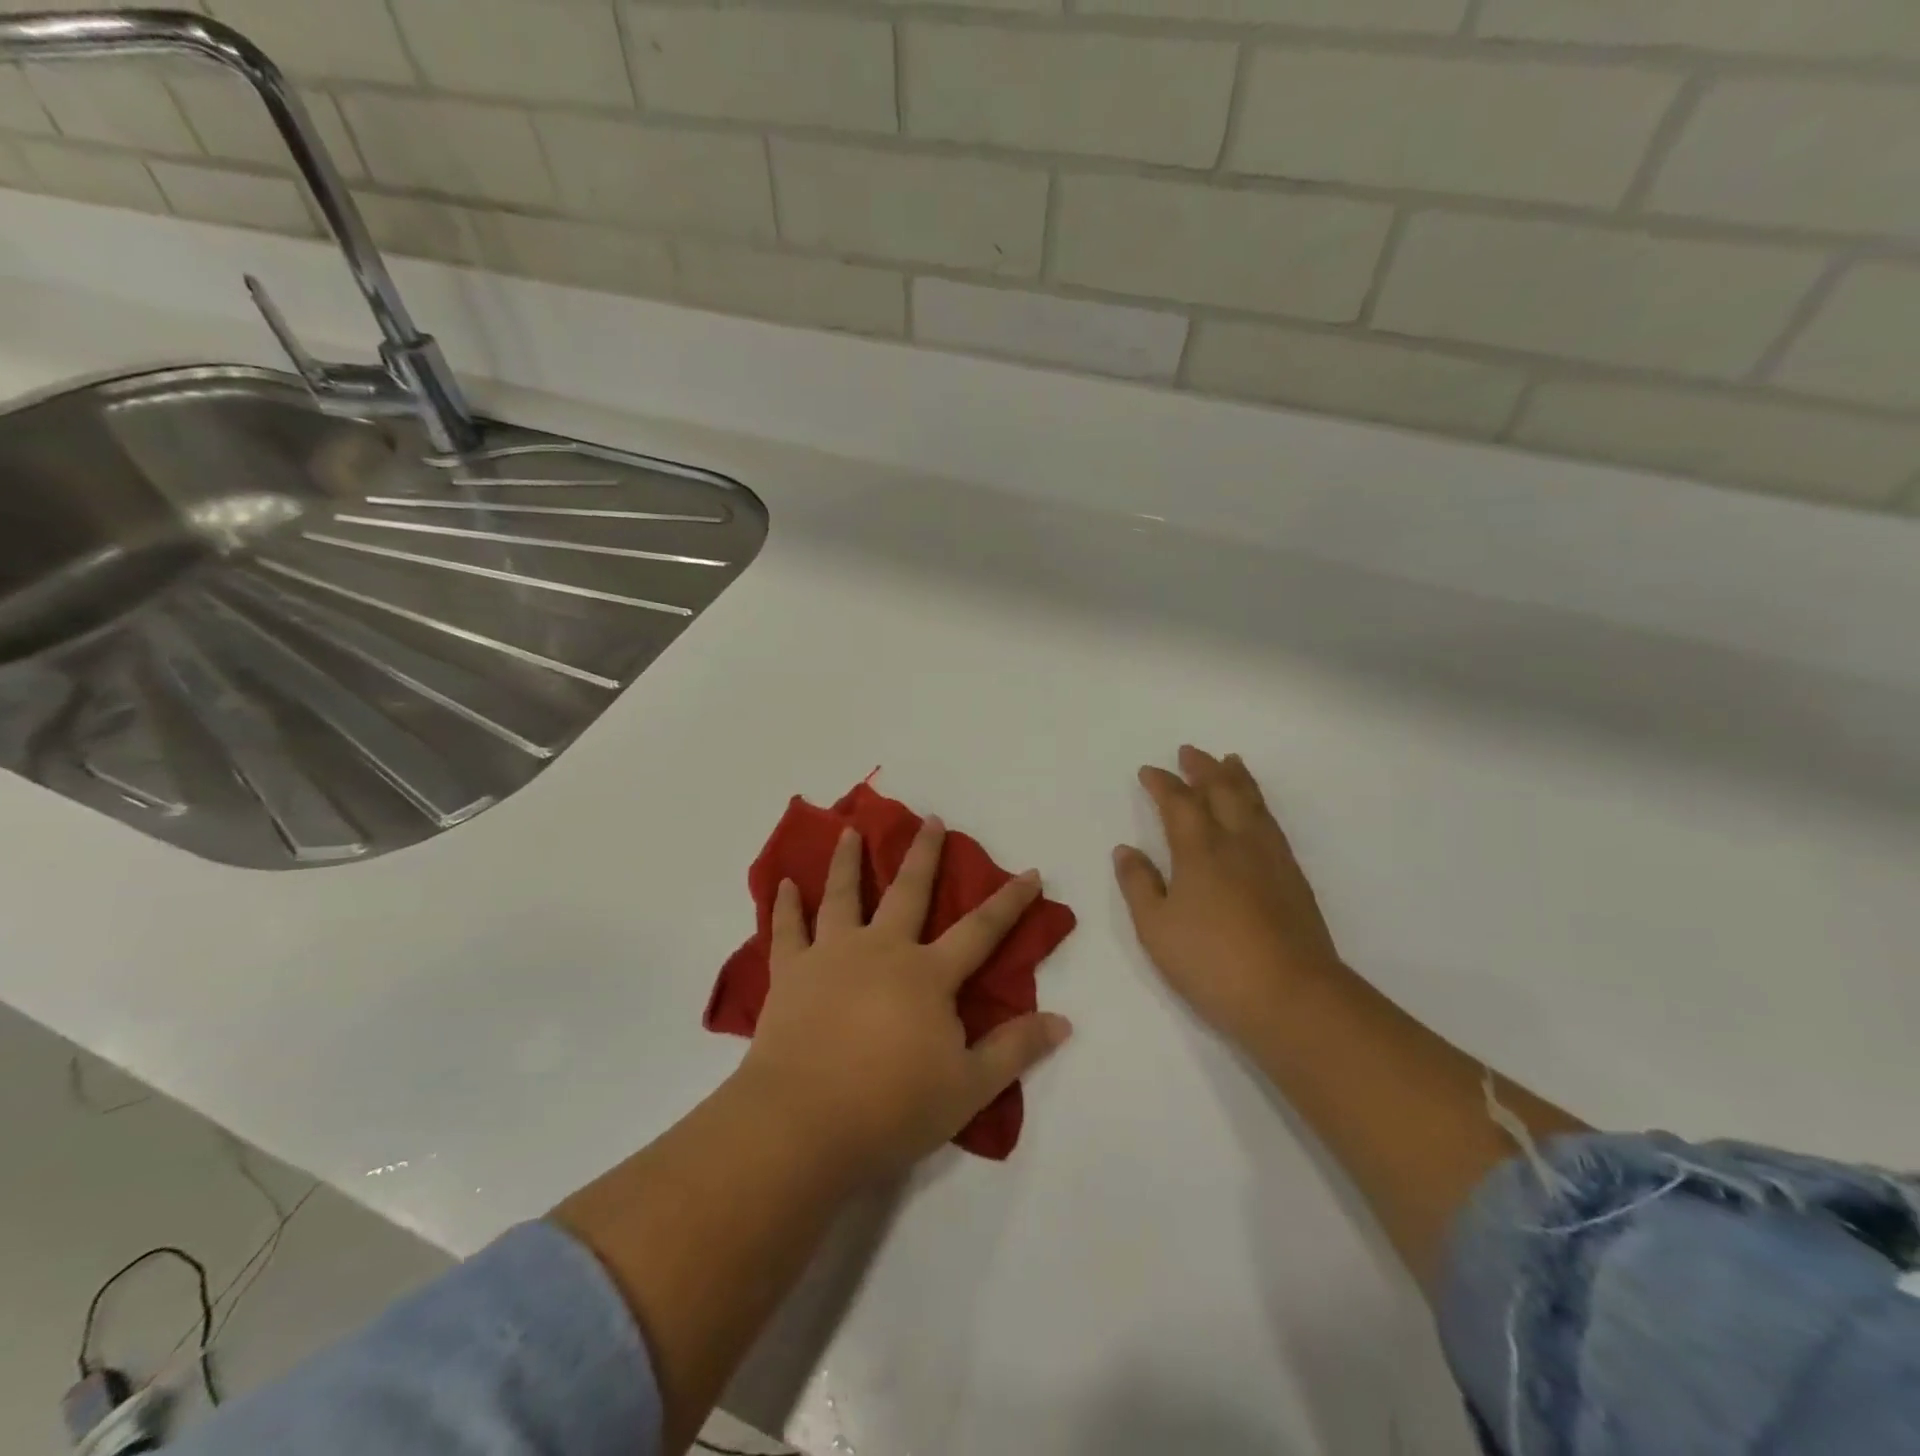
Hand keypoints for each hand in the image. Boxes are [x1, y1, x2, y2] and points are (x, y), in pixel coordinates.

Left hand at [736, 818, 1072, 1181]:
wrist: (803, 1123)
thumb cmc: (892, 1107)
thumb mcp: (968, 1087)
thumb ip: (1015, 1050)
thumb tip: (1063, 1020)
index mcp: (927, 974)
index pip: (980, 929)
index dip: (1010, 901)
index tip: (1030, 871)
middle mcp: (881, 950)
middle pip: (909, 892)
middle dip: (924, 854)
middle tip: (931, 819)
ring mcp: (832, 956)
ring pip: (843, 896)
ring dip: (849, 861)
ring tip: (851, 831)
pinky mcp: (790, 974)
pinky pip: (787, 930)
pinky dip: (784, 905)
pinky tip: (782, 883)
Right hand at [1114, 746, 1342, 1044]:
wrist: (1292, 996)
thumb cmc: (1211, 961)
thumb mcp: (1156, 928)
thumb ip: (1138, 884)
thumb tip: (1126, 849)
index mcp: (1199, 850)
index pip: (1178, 803)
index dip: (1162, 783)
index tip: (1149, 771)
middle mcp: (1237, 842)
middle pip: (1221, 791)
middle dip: (1203, 769)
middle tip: (1190, 752)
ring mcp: (1271, 858)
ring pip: (1253, 803)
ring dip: (1237, 779)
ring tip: (1231, 762)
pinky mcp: (1293, 878)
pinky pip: (1272, 823)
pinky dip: (1259, 804)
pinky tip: (1258, 813)